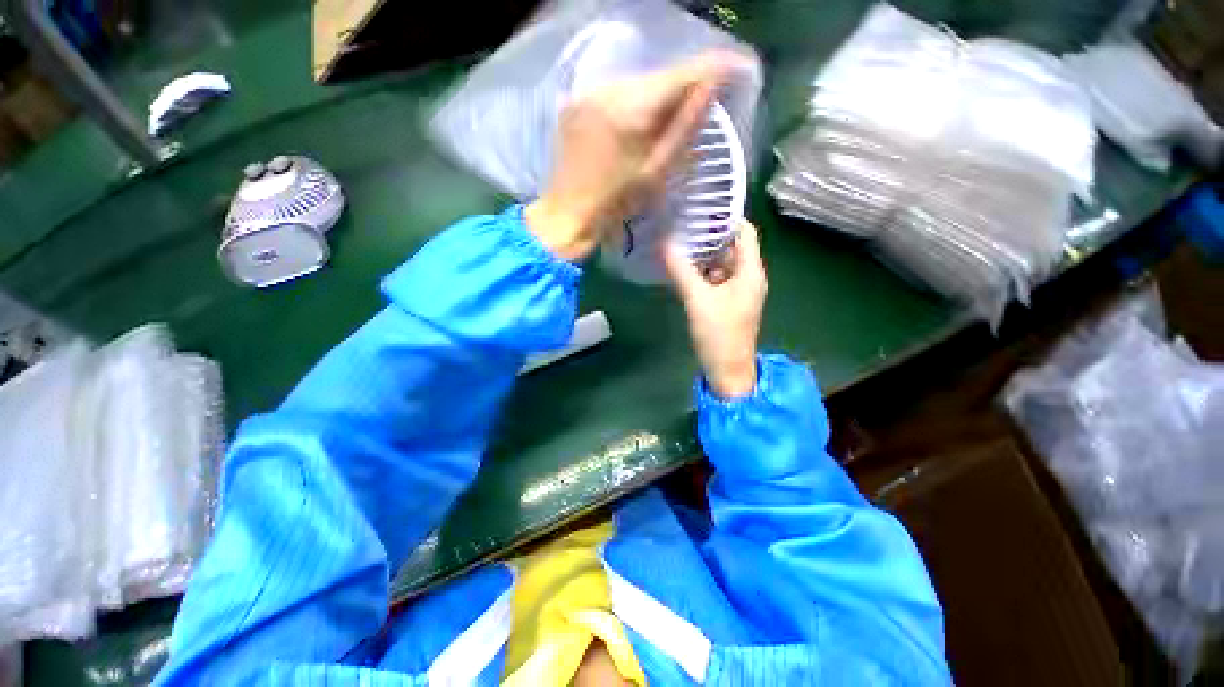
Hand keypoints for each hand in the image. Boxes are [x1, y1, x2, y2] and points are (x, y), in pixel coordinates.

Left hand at [525, 51, 750, 260]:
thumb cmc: (616, 205)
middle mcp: (609, 89)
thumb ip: (685, 126)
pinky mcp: (576, 101)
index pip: (682, 74)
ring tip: (669, 118)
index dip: (714, 67)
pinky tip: (638, 123)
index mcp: (632, 109)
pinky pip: (616, 91)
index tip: (738, 68)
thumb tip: (712, 86)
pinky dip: (635, 101)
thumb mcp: (657, 172)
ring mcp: (588, 92)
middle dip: (684, 85)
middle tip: (702, 102)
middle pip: (659, 75)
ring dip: (658, 95)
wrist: (568, 214)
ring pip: (638, 82)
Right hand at [664, 220, 766, 399]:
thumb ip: (681, 270)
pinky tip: (682, 267)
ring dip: (703, 254)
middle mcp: (748, 277)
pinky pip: (716, 279)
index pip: (745, 233)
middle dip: (709, 234)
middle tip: (683, 221)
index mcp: (750, 272)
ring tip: (679, 240)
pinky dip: (702, 272)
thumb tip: (666, 242)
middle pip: (732, 247)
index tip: (702, 205)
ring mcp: (738, 291)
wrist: (727, 370)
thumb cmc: (718, 334)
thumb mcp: (697, 300)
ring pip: (722, 263)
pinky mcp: (728, 303)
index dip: (727, 217)